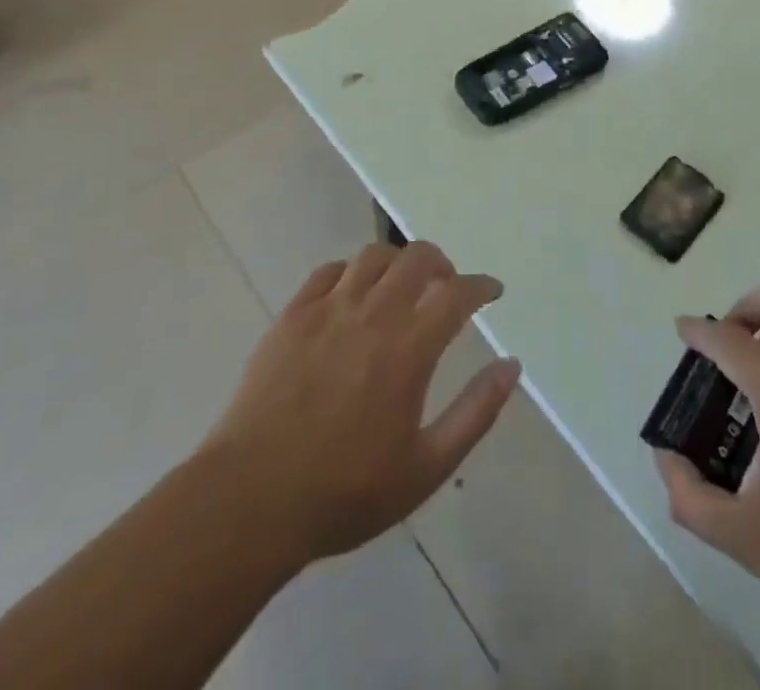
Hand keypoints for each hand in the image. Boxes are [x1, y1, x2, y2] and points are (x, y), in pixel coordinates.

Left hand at [203, 241, 520, 565]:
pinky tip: (352, 296)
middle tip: (446, 286)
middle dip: (442, 263)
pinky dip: (351, 273)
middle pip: (417, 258)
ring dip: (398, 262)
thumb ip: (475, 413)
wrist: (248, 502)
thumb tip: (510, 366)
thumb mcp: (425, 469)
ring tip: (401, 286)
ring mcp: (327, 310)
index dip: (481, 286)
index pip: (458, 293)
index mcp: (408, 348)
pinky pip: (328, 272)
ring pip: (373, 257)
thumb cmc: (344, 493)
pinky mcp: (291, 316)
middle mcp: (372, 315)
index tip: (492, 291)